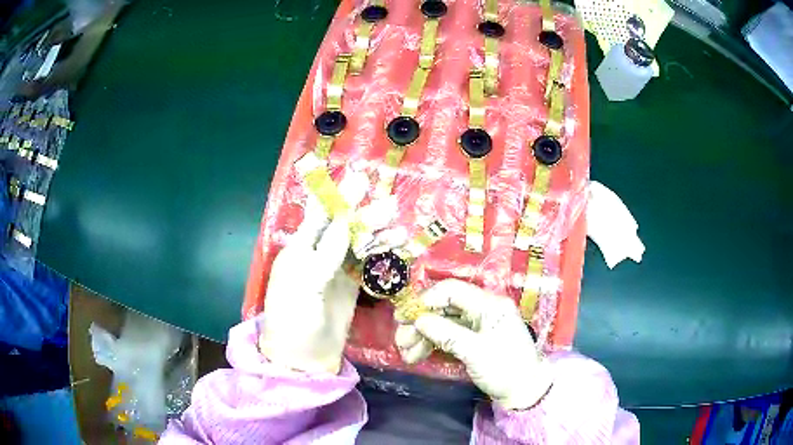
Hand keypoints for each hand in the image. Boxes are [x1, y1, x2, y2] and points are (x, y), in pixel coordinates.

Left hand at [259, 170, 395, 373]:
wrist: (303, 358)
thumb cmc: (294, 320)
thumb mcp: (304, 287)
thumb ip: (324, 255)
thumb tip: (340, 222)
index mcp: (300, 250)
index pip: (319, 216)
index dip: (338, 197)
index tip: (358, 178)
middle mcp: (318, 255)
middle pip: (344, 227)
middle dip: (366, 215)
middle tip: (390, 205)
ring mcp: (336, 271)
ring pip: (360, 245)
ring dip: (379, 235)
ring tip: (400, 227)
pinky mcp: (351, 286)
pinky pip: (369, 265)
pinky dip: (384, 256)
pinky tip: (399, 248)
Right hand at [395, 279, 553, 409]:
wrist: (524, 392)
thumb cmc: (504, 368)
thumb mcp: (475, 351)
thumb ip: (446, 333)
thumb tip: (419, 320)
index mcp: (489, 304)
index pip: (452, 290)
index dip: (426, 300)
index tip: (405, 317)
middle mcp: (482, 309)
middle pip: (444, 307)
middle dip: (420, 323)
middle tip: (400, 340)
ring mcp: (478, 325)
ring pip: (443, 323)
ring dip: (423, 336)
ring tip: (406, 354)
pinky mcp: (474, 339)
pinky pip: (449, 335)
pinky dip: (432, 344)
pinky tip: (417, 356)